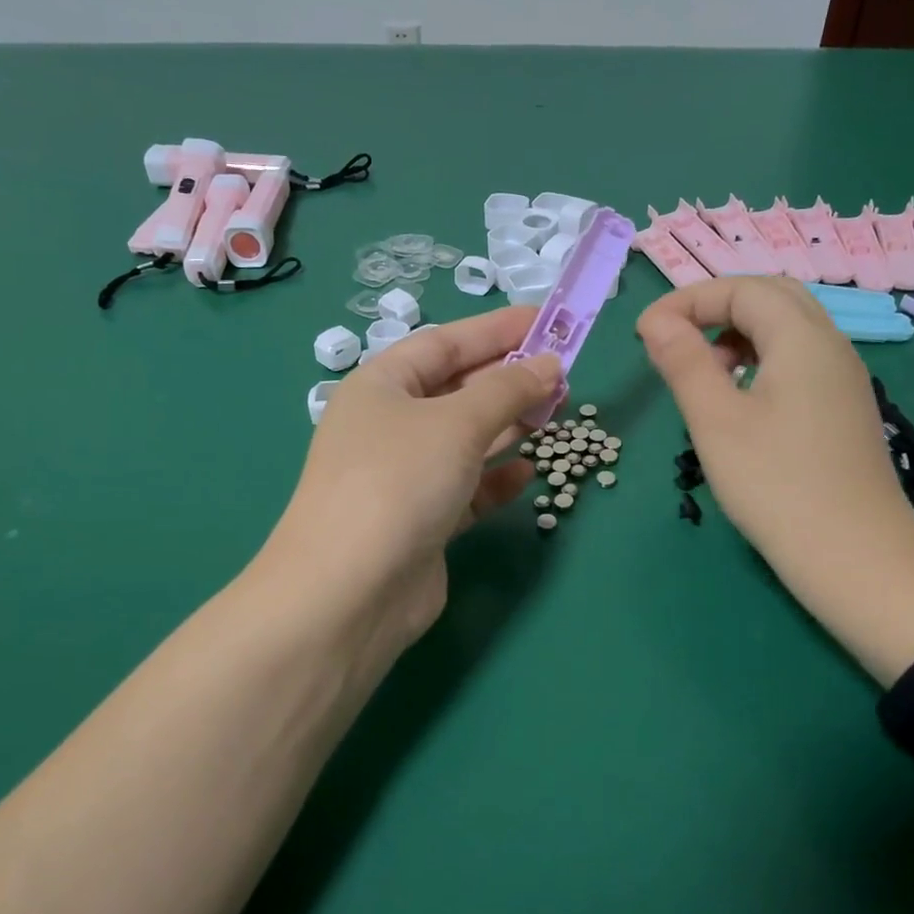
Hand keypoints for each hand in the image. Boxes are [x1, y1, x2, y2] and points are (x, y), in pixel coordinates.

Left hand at [259, 307, 561, 694]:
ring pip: (465, 439)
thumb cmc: (398, 482)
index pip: (446, 342)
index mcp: (381, 386)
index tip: (549, 321)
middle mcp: (389, 425)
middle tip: (563, 374)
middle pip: (457, 389)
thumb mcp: (457, 423)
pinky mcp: (422, 520)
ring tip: (555, 414)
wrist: (351, 591)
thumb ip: (508, 389)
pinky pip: (467, 487)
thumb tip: (550, 365)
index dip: (498, 329)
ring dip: (508, 427)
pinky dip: (496, 478)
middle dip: (509, 379)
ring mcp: (404, 475)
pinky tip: (528, 473)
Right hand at [636, 277, 913, 684]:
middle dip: (716, 307)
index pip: (741, 289)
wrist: (856, 558)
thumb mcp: (715, 420)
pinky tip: (740, 399)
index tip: (644, 334)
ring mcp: (844, 379)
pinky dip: (762, 359)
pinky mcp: (845, 409)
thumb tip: (656, 321)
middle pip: (772, 297)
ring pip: (789, 328)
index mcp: (802, 338)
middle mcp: (831, 345)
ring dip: (739, 332)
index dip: (687, 300)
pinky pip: (800, 360)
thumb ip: (683, 361)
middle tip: (674, 341)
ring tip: (703, 372)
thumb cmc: (776, 486)